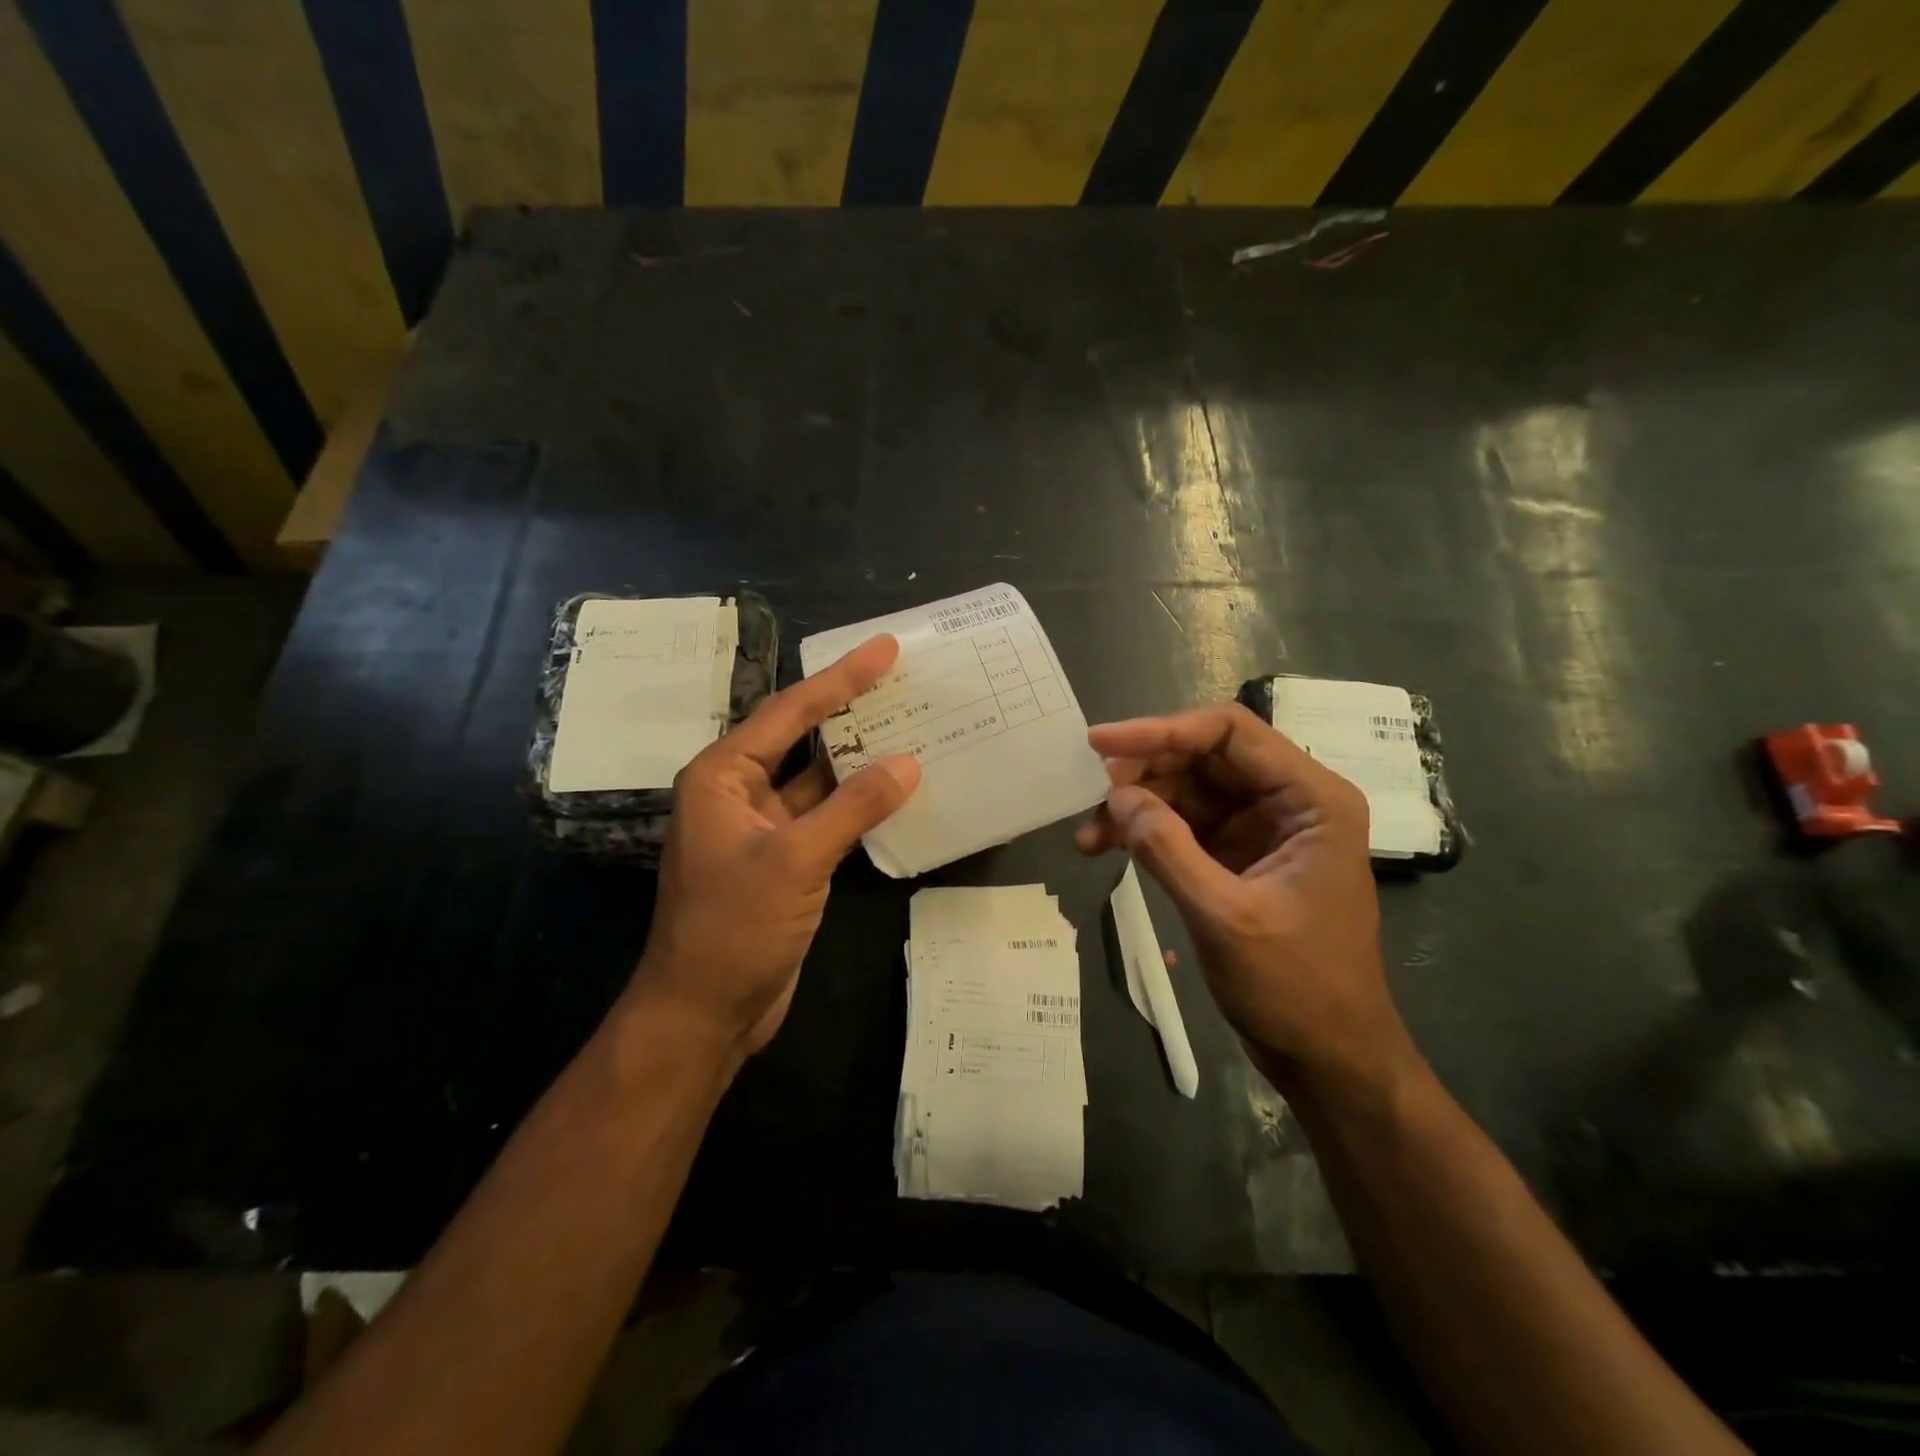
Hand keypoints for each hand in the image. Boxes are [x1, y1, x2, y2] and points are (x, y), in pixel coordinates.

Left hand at [633, 635, 920, 1060]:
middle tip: (903, 677)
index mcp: (723, 777)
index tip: (883, 648)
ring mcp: (764, 829)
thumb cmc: (733, 928)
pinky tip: (898, 789)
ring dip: (861, 759)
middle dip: (851, 710)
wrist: (704, 1012)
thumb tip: (907, 763)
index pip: (789, 712)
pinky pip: (828, 818)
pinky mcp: (785, 862)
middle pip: (803, 738)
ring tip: (912, 724)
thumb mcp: (795, 860)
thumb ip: (853, 807)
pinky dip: (860, 804)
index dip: (840, 678)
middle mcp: (740, 793)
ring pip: (820, 781)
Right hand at [1077, 703, 1421, 1105]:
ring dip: (1137, 805)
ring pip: (1188, 789)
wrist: (1329, 1058)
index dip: (1161, 730)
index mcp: (1311, 799)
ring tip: (1089, 837)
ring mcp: (1264, 827)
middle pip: (1204, 756)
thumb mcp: (1224, 917)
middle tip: (1091, 798)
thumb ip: (1167, 849)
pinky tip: (1109, 847)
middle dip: (1143, 773)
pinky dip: (1147, 831)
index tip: (1100, 745)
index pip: (1230, 733)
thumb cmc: (1296, 988)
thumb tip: (1116, 796)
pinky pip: (1186, 823)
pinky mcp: (1240, 854)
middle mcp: (1290, 800)